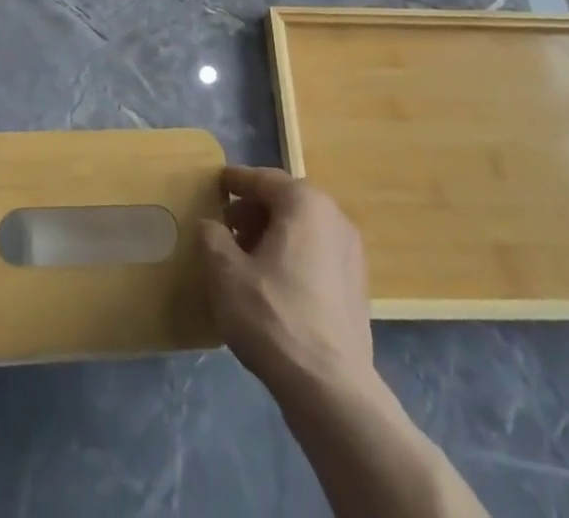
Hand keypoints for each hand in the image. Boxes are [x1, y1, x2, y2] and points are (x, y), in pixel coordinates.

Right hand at [198, 165, 373, 403]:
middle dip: (253, 212)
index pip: (263, 180)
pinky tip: (272, 286)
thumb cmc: (273, 316)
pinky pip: (316, 255)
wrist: (331, 389)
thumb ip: (212, 237)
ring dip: (272, 236)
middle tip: (226, 229)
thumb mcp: (225, 272)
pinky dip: (292, 257)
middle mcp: (334, 217)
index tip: (216, 183)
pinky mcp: (357, 287)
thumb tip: (210, 224)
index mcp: (304, 203)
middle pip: (285, 202)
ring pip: (302, 229)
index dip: (235, 181)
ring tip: (245, 260)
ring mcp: (351, 253)